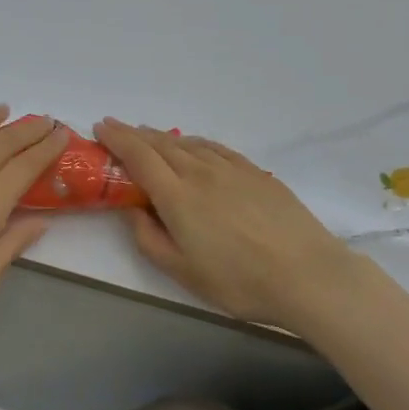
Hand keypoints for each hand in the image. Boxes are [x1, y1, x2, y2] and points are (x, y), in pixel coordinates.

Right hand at [95, 119, 366, 329]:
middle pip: (160, 144)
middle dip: (134, 134)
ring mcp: (231, 169)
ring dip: (161, 137)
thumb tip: (133, 210)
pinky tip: (192, 147)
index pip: (138, 156)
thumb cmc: (238, 281)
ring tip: (148, 137)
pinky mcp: (255, 173)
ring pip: (187, 143)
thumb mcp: (182, 272)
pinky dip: (194, 143)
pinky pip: (214, 148)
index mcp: (177, 196)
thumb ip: (149, 238)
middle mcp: (200, 173)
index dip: (116, 139)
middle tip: (116, 129)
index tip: (100, 128)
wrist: (308, 275)